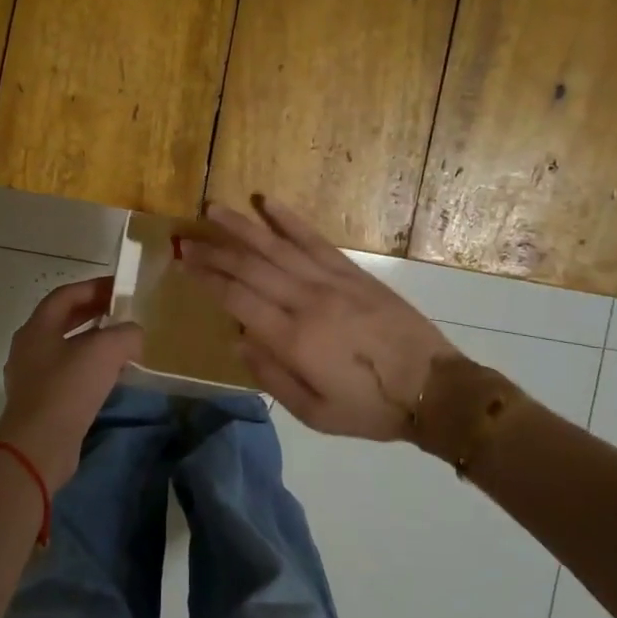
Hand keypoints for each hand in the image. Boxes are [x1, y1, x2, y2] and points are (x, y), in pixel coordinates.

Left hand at [0, 277, 142, 486]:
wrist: (38, 446)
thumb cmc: (68, 388)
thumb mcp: (106, 350)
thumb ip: (126, 333)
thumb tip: (133, 334)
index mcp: (37, 327)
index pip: (67, 295)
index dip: (94, 287)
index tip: (120, 288)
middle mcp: (29, 347)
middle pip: (63, 320)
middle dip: (94, 313)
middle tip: (123, 313)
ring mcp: (30, 377)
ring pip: (65, 349)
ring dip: (92, 343)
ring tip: (121, 345)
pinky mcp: (39, 402)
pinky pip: (66, 375)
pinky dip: (88, 368)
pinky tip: (110, 378)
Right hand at [180, 198, 458, 441]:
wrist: (433, 388)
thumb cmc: (370, 408)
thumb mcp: (315, 414)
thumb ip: (272, 378)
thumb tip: (239, 339)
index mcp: (294, 339)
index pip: (238, 299)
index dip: (207, 278)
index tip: (183, 262)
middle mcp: (307, 301)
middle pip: (251, 267)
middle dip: (214, 250)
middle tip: (186, 237)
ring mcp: (332, 281)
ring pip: (277, 246)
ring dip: (242, 226)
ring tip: (214, 208)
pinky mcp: (353, 272)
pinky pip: (315, 240)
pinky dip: (289, 219)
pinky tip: (268, 202)